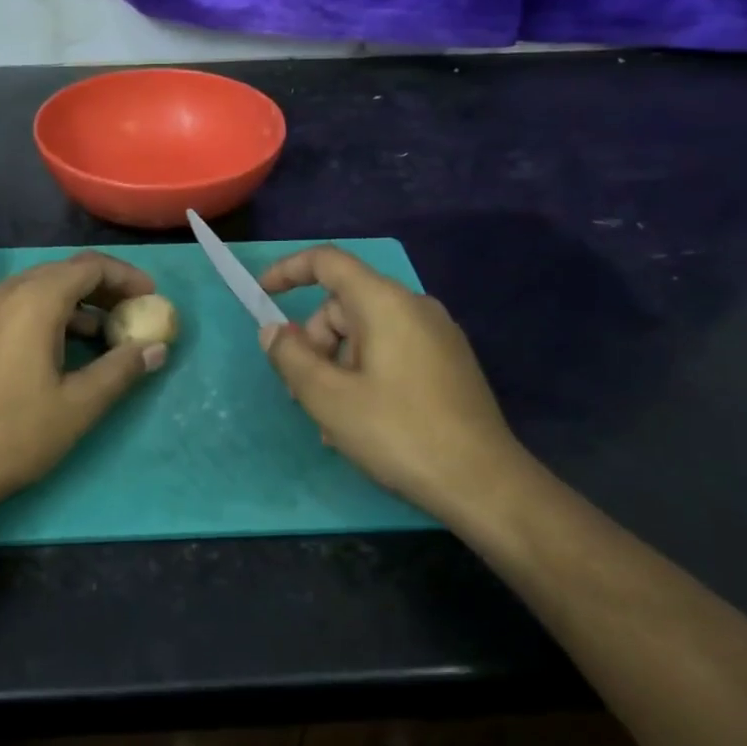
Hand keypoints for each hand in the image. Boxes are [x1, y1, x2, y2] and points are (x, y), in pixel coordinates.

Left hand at [0, 252, 168, 511]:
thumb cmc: (15, 435)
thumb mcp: (80, 405)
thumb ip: (122, 369)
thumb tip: (157, 349)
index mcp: (33, 302)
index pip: (89, 267)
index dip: (125, 277)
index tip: (150, 297)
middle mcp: (1, 294)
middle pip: (61, 273)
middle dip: (100, 289)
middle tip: (129, 315)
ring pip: (33, 290)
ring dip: (71, 305)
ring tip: (99, 337)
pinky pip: (10, 309)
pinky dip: (41, 316)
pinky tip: (52, 351)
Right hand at [258, 245, 529, 521]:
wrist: (483, 483)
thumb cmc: (399, 433)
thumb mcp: (328, 398)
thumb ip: (291, 357)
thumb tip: (274, 330)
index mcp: (385, 303)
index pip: (328, 262)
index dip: (289, 270)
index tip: (263, 295)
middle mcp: (414, 307)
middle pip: (343, 306)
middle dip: (314, 343)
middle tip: (304, 394)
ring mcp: (436, 335)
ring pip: (364, 334)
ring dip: (336, 367)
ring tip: (333, 421)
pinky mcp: (448, 363)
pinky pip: (390, 352)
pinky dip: (364, 374)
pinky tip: (362, 420)